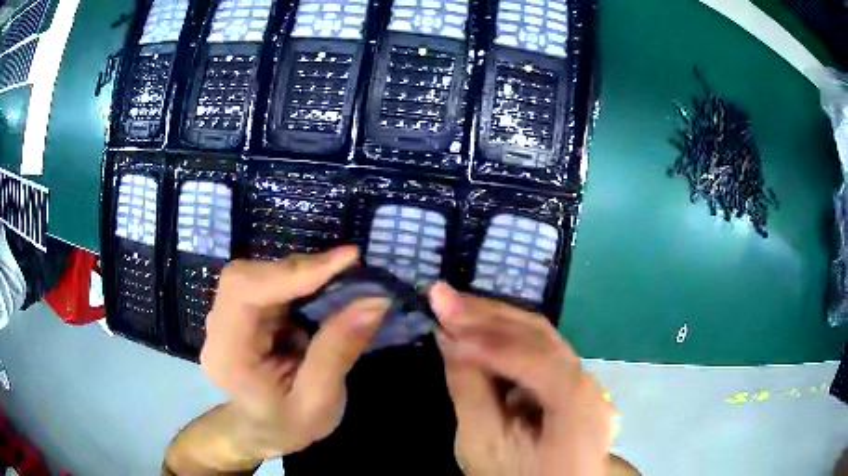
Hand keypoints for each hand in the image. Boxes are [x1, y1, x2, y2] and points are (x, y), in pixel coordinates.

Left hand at [200, 247, 389, 459]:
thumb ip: (338, 352)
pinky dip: (300, 282)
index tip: (347, 260)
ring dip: (303, 274)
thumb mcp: (320, 402)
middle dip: (301, 271)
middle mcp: (218, 328)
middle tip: (350, 269)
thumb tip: (374, 301)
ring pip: (260, 274)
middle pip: (249, 277)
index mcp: (228, 355)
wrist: (263, 431)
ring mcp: (227, 317)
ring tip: (343, 280)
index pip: (244, 292)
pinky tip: (324, 290)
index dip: (292, 271)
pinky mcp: (242, 312)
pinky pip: (268, 283)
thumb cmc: (288, 425)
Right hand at [430, 283, 615, 475]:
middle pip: (541, 337)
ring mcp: (583, 382)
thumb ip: (468, 389)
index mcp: (579, 405)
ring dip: (495, 321)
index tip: (442, 322)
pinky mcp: (570, 384)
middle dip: (488, 315)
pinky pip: (538, 353)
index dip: (488, 340)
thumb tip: (448, 337)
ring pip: (540, 339)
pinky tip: (477, 331)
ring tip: (454, 306)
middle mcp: (589, 383)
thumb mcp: (483, 445)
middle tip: (442, 296)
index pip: (536, 360)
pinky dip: (505, 340)